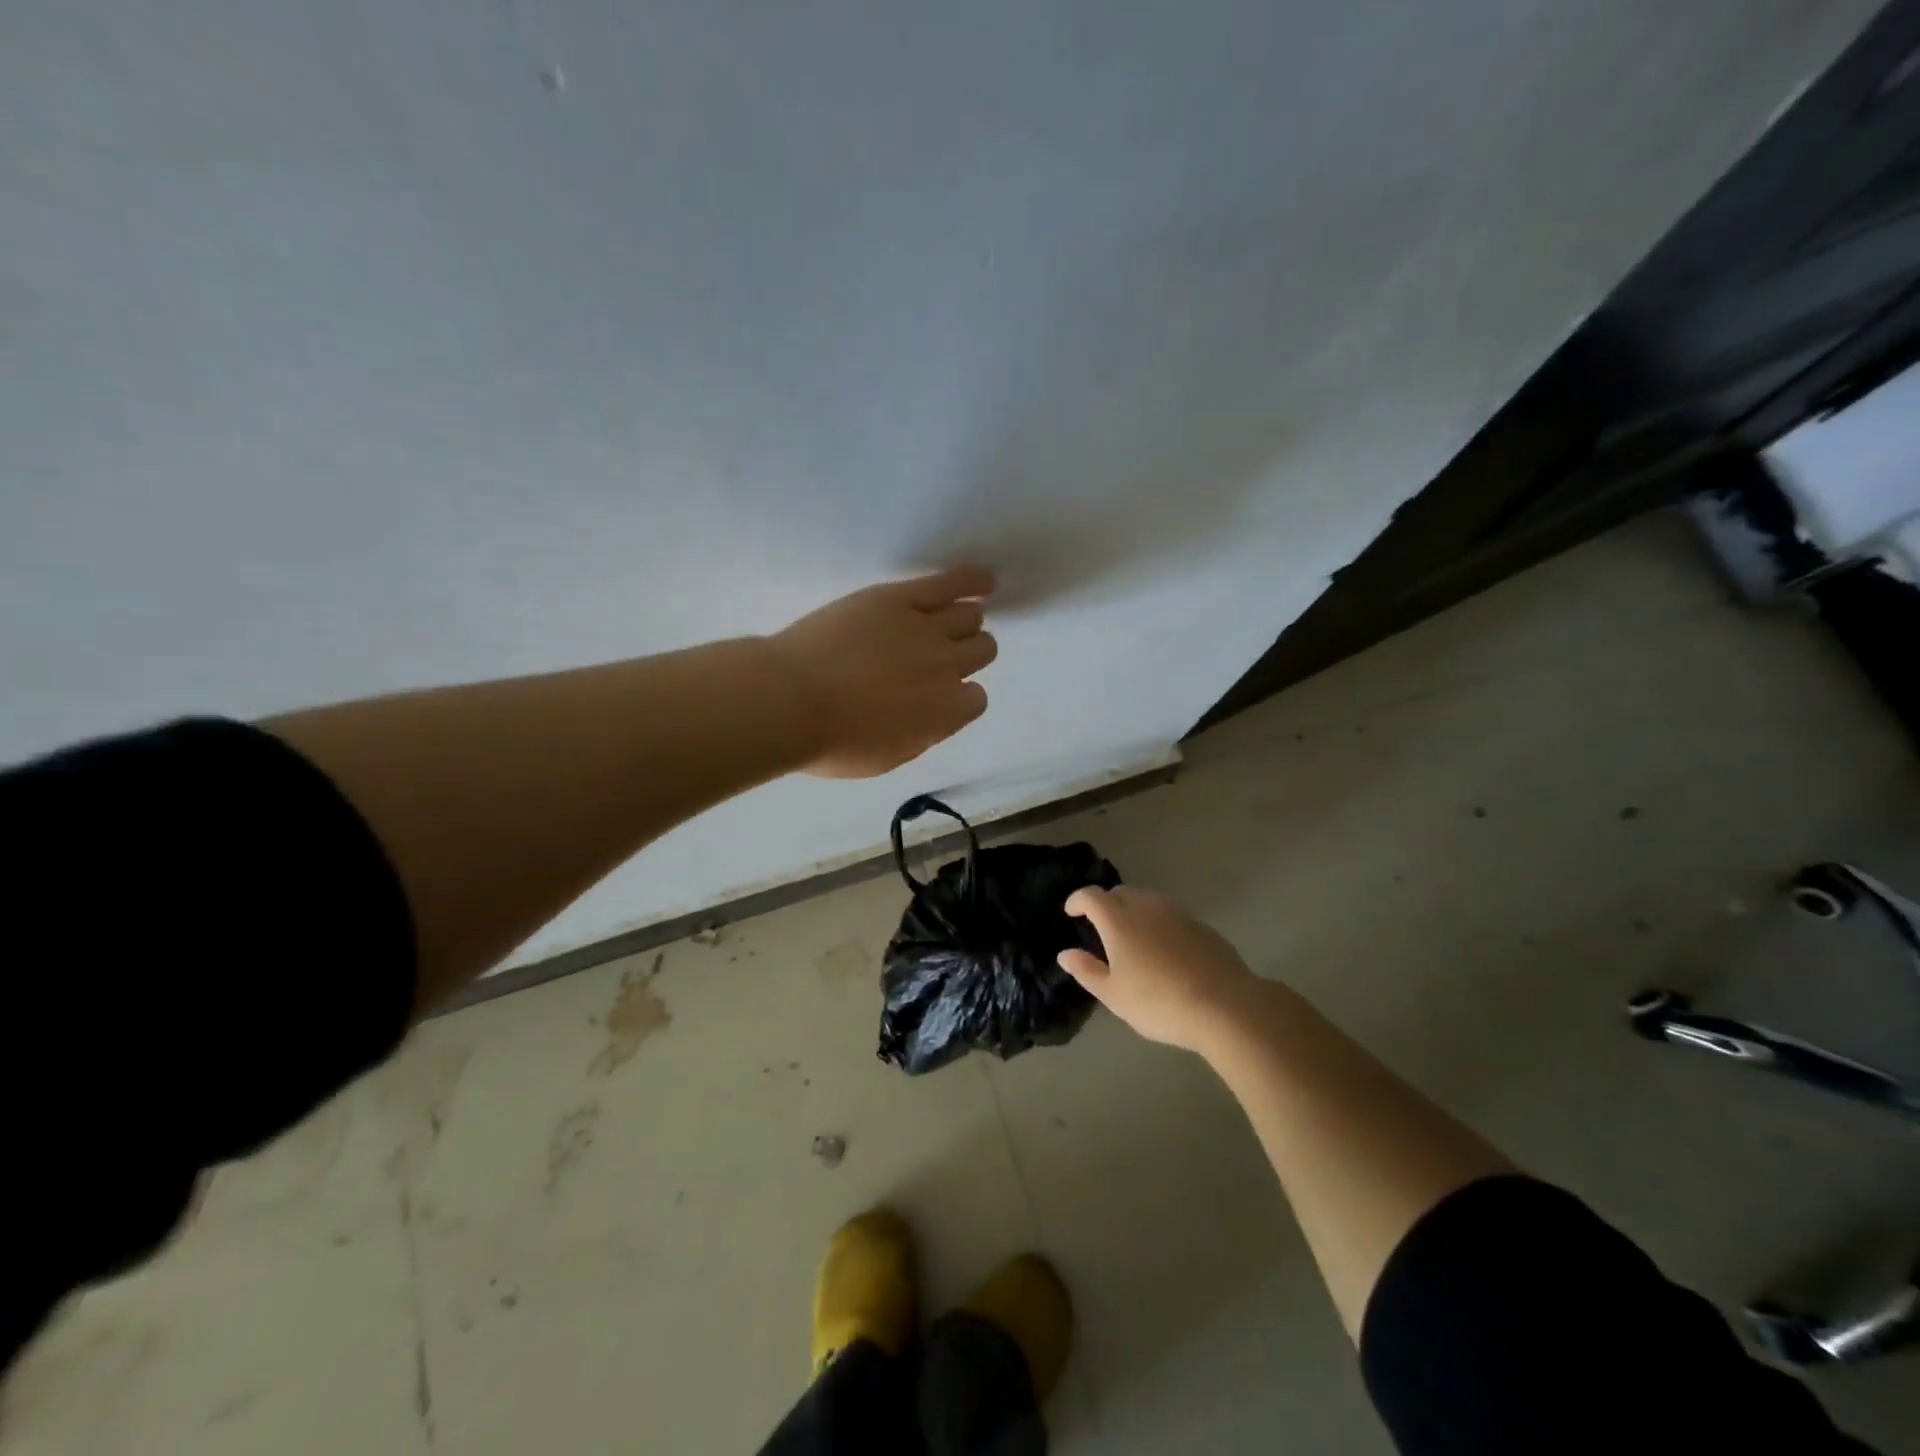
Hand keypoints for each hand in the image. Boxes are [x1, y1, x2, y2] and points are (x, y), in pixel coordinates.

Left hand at [765, 566, 996, 778]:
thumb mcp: (885, 758)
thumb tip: (931, 717)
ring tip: (955, 619)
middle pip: (981, 650)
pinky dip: (972, 581)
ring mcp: (926, 629)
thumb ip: (920, 735)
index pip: (976, 698)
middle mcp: (947, 668)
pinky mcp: (900, 598)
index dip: (958, 695)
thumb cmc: (831, 741)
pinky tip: (984, 582)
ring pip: (969, 617)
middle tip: (937, 657)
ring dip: (964, 621)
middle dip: (965, 654)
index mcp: (945, 714)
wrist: (790, 701)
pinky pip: (949, 583)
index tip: (938, 694)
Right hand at [1058, 886, 1259, 1052]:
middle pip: (1120, 893)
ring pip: (1148, 900)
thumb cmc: (1158, 1002)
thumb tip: (1065, 954)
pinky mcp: (1201, 925)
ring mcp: (1177, 913)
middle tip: (1100, 925)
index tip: (1071, 912)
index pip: (1092, 896)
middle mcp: (1146, 906)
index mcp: (1118, 919)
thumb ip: (1087, 971)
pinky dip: (1159, 923)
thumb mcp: (1114, 995)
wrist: (1224, 1005)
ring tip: (1132, 936)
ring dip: (1134, 910)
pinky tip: (1164, 949)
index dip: (1078, 900)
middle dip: (1106, 903)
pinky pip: (1170, 915)